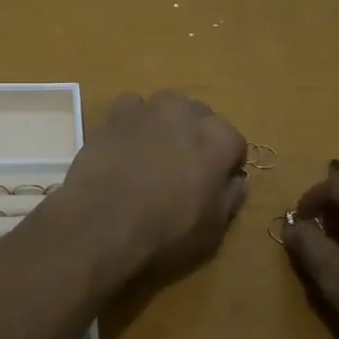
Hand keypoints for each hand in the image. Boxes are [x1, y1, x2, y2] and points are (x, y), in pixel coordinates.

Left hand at [45, 90, 247, 286]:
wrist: (102, 223)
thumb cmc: (166, 230)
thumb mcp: (213, 228)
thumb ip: (231, 197)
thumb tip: (237, 180)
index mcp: (219, 138)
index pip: (234, 142)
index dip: (227, 164)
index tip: (215, 184)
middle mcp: (187, 112)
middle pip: (202, 118)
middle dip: (198, 138)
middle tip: (183, 170)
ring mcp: (149, 108)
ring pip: (168, 107)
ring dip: (167, 125)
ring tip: (153, 154)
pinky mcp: (115, 113)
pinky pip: (132, 108)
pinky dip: (134, 121)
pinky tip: (126, 144)